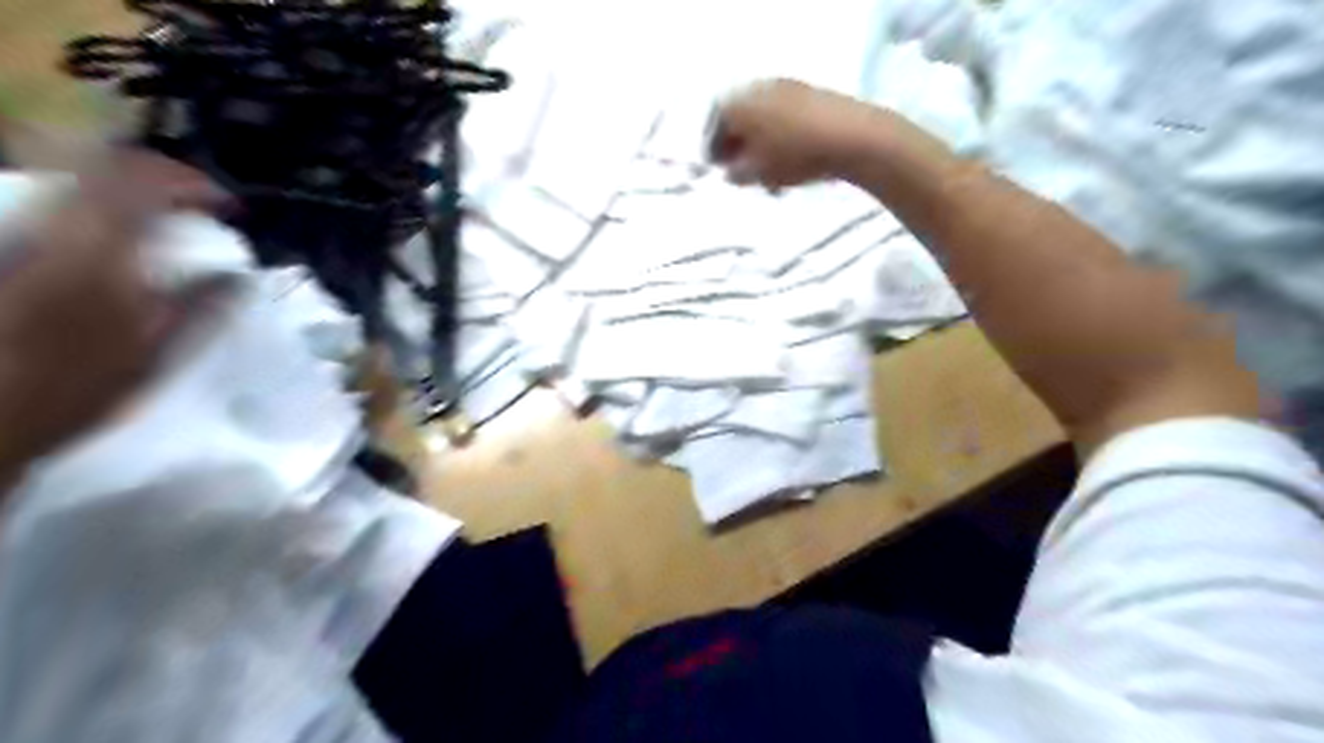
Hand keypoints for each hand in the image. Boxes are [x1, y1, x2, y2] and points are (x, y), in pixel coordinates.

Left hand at [1, 148, 228, 481]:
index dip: (193, 184)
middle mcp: (55, 232)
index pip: (145, 187)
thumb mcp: (155, 353)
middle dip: (161, 173)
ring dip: (130, 183)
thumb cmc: (77, 388)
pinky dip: (102, 200)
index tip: (229, 206)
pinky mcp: (12, 248)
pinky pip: (61, 202)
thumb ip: (200, 306)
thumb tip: (238, 276)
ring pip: (76, 177)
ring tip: (167, 207)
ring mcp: (24, 236)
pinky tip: (123, 227)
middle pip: (104, 166)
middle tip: (199, 198)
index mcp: (100, 257)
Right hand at [709, 78, 882, 191]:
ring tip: (767, 172)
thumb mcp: (757, 174)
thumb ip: (736, 174)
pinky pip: (784, 116)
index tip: (718, 171)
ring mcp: (786, 87)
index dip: (713, 151)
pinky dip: (780, 136)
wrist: (852, 136)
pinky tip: (789, 160)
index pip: (714, 127)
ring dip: (760, 143)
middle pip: (739, 119)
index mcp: (737, 103)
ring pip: (763, 118)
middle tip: (739, 170)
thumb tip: (731, 171)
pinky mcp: (810, 93)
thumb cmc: (794, 156)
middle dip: (737, 145)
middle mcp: (756, 88)